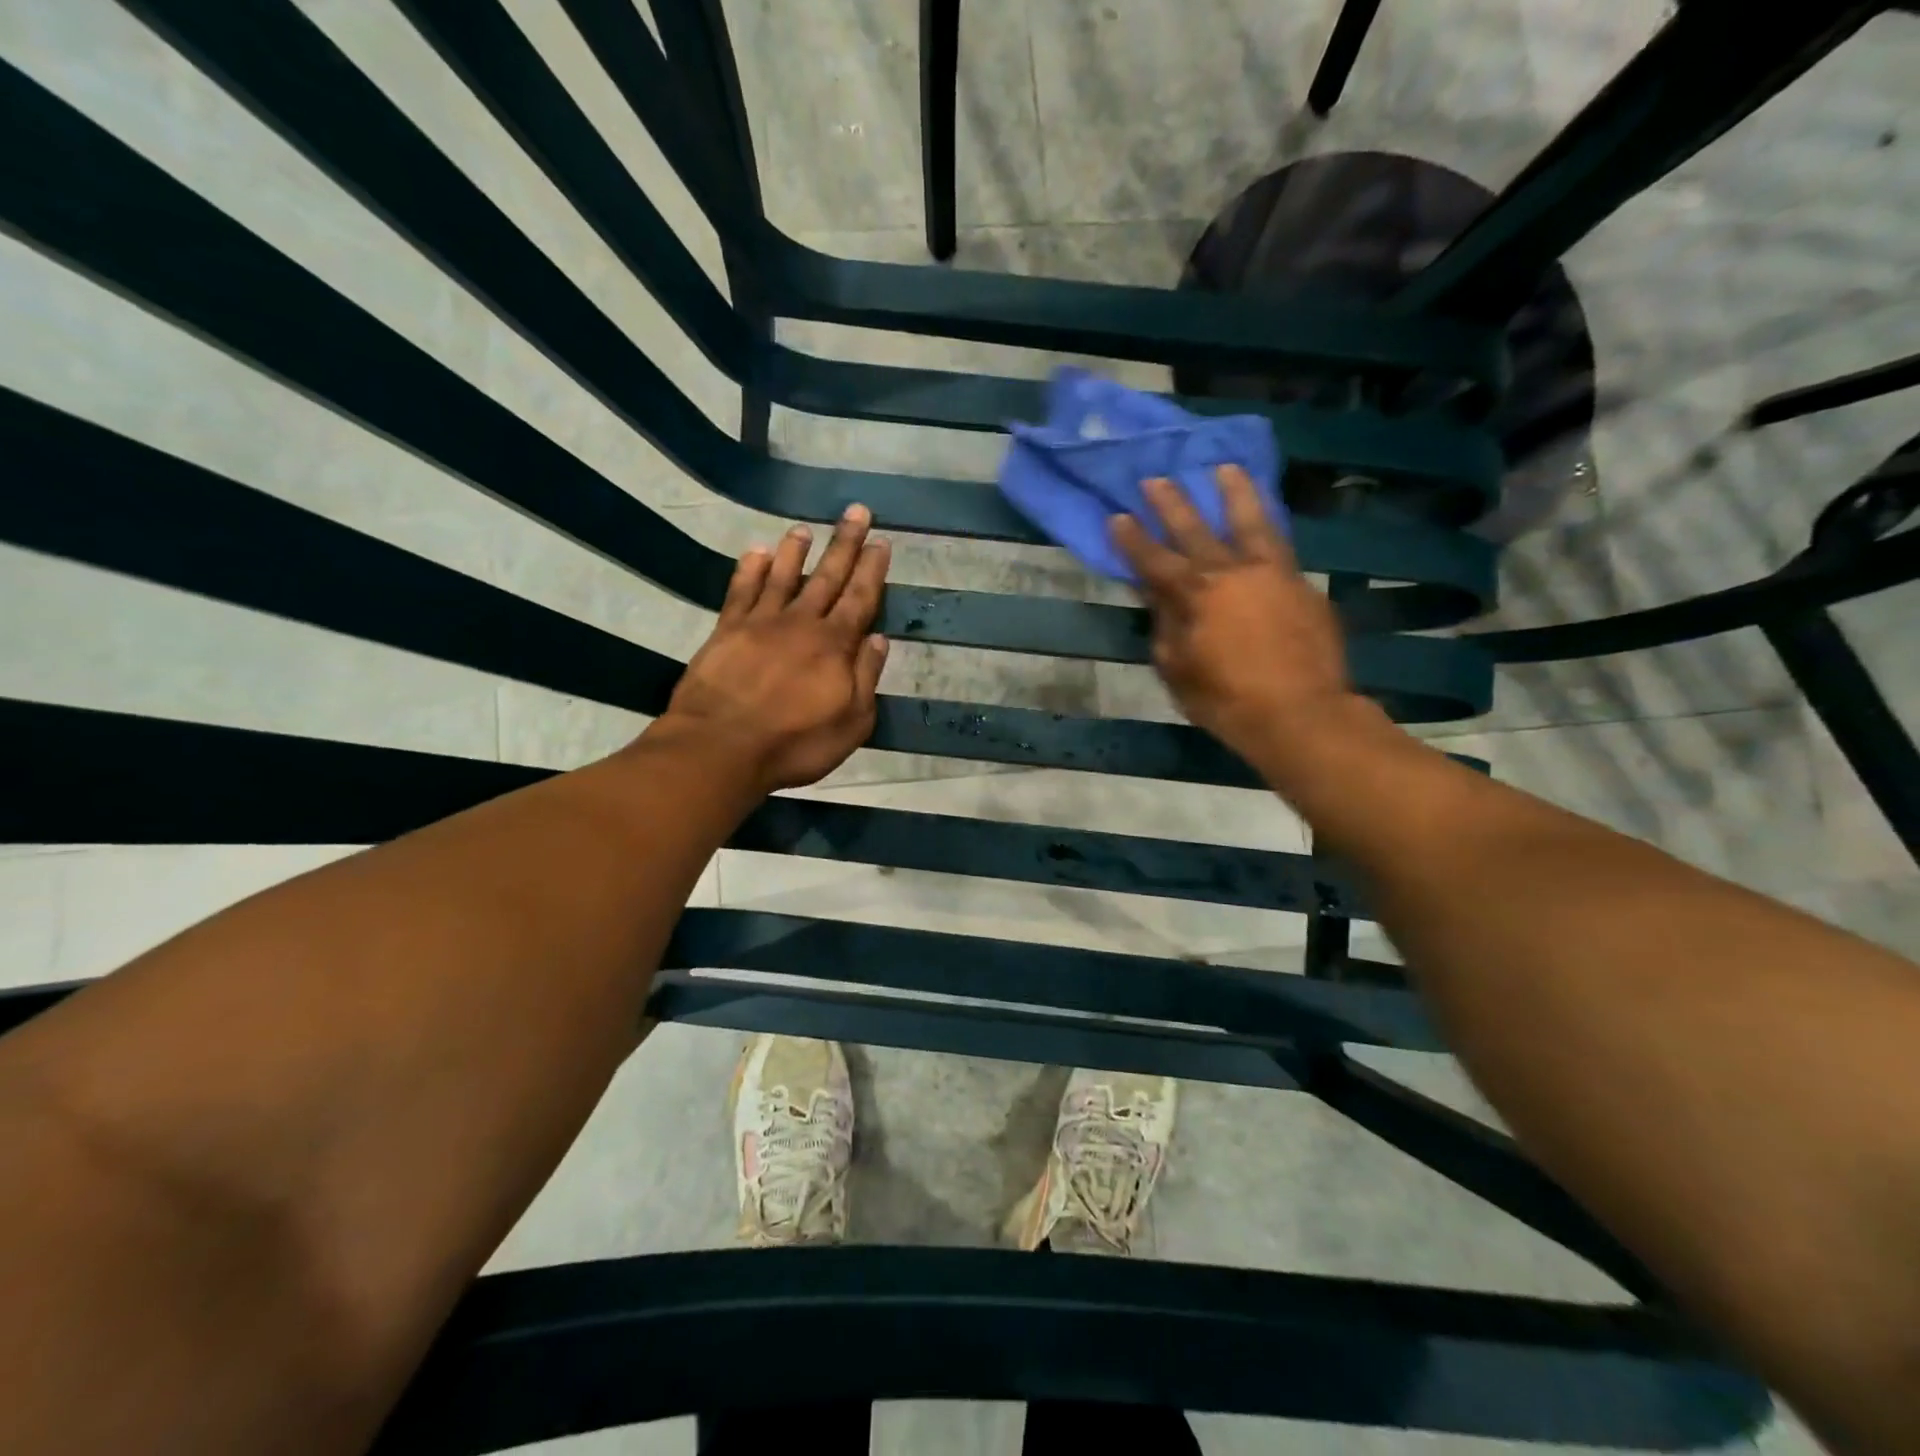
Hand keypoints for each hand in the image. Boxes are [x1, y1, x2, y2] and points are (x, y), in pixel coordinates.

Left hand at [658, 505, 890, 793]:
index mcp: (835, 646)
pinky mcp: (726, 630)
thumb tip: (878, 638)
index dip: (872, 570)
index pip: (860, 599)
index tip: (881, 541)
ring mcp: (761, 623)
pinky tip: (756, 553)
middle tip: (856, 511)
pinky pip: (741, 591)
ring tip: (804, 529)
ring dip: (796, 551)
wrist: (722, 747)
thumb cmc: (796, 743)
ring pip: (783, 576)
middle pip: (827, 577)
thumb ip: (866, 678)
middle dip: (844, 544)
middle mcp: (801, 623)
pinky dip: (750, 569)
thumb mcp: (852, 723)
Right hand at [1110, 467, 1355, 769]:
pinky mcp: (1302, 585)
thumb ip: (1166, 627)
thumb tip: (1159, 598)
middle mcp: (1232, 573)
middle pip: (1196, 531)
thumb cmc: (1226, 700)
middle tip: (1155, 479)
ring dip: (1235, 493)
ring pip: (1251, 523)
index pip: (1155, 561)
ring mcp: (1273, 574)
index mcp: (1196, 596)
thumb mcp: (1178, 669)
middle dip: (1172, 505)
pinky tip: (1263, 518)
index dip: (1132, 540)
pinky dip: (1268, 525)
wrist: (1301, 713)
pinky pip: (1280, 544)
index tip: (1117, 516)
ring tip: (1226, 468)